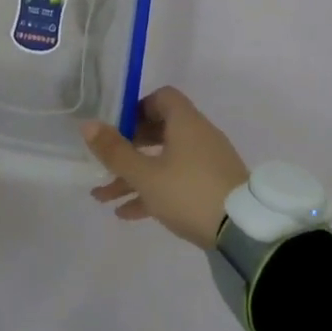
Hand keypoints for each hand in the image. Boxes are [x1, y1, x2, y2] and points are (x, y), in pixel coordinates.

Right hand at [83, 87, 249, 248]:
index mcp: (185, 122)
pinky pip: (177, 182)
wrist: (244, 232)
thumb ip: (115, 151)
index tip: (117, 127)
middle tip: (106, 162)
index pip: (161, 97)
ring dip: (135, 176)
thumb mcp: (146, 175)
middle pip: (159, 131)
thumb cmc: (189, 192)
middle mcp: (198, 135)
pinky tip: (127, 214)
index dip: (137, 108)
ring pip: (164, 161)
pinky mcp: (213, 188)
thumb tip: (87, 125)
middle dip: (129, 148)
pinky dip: (154, 192)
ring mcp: (207, 163)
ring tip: (104, 198)